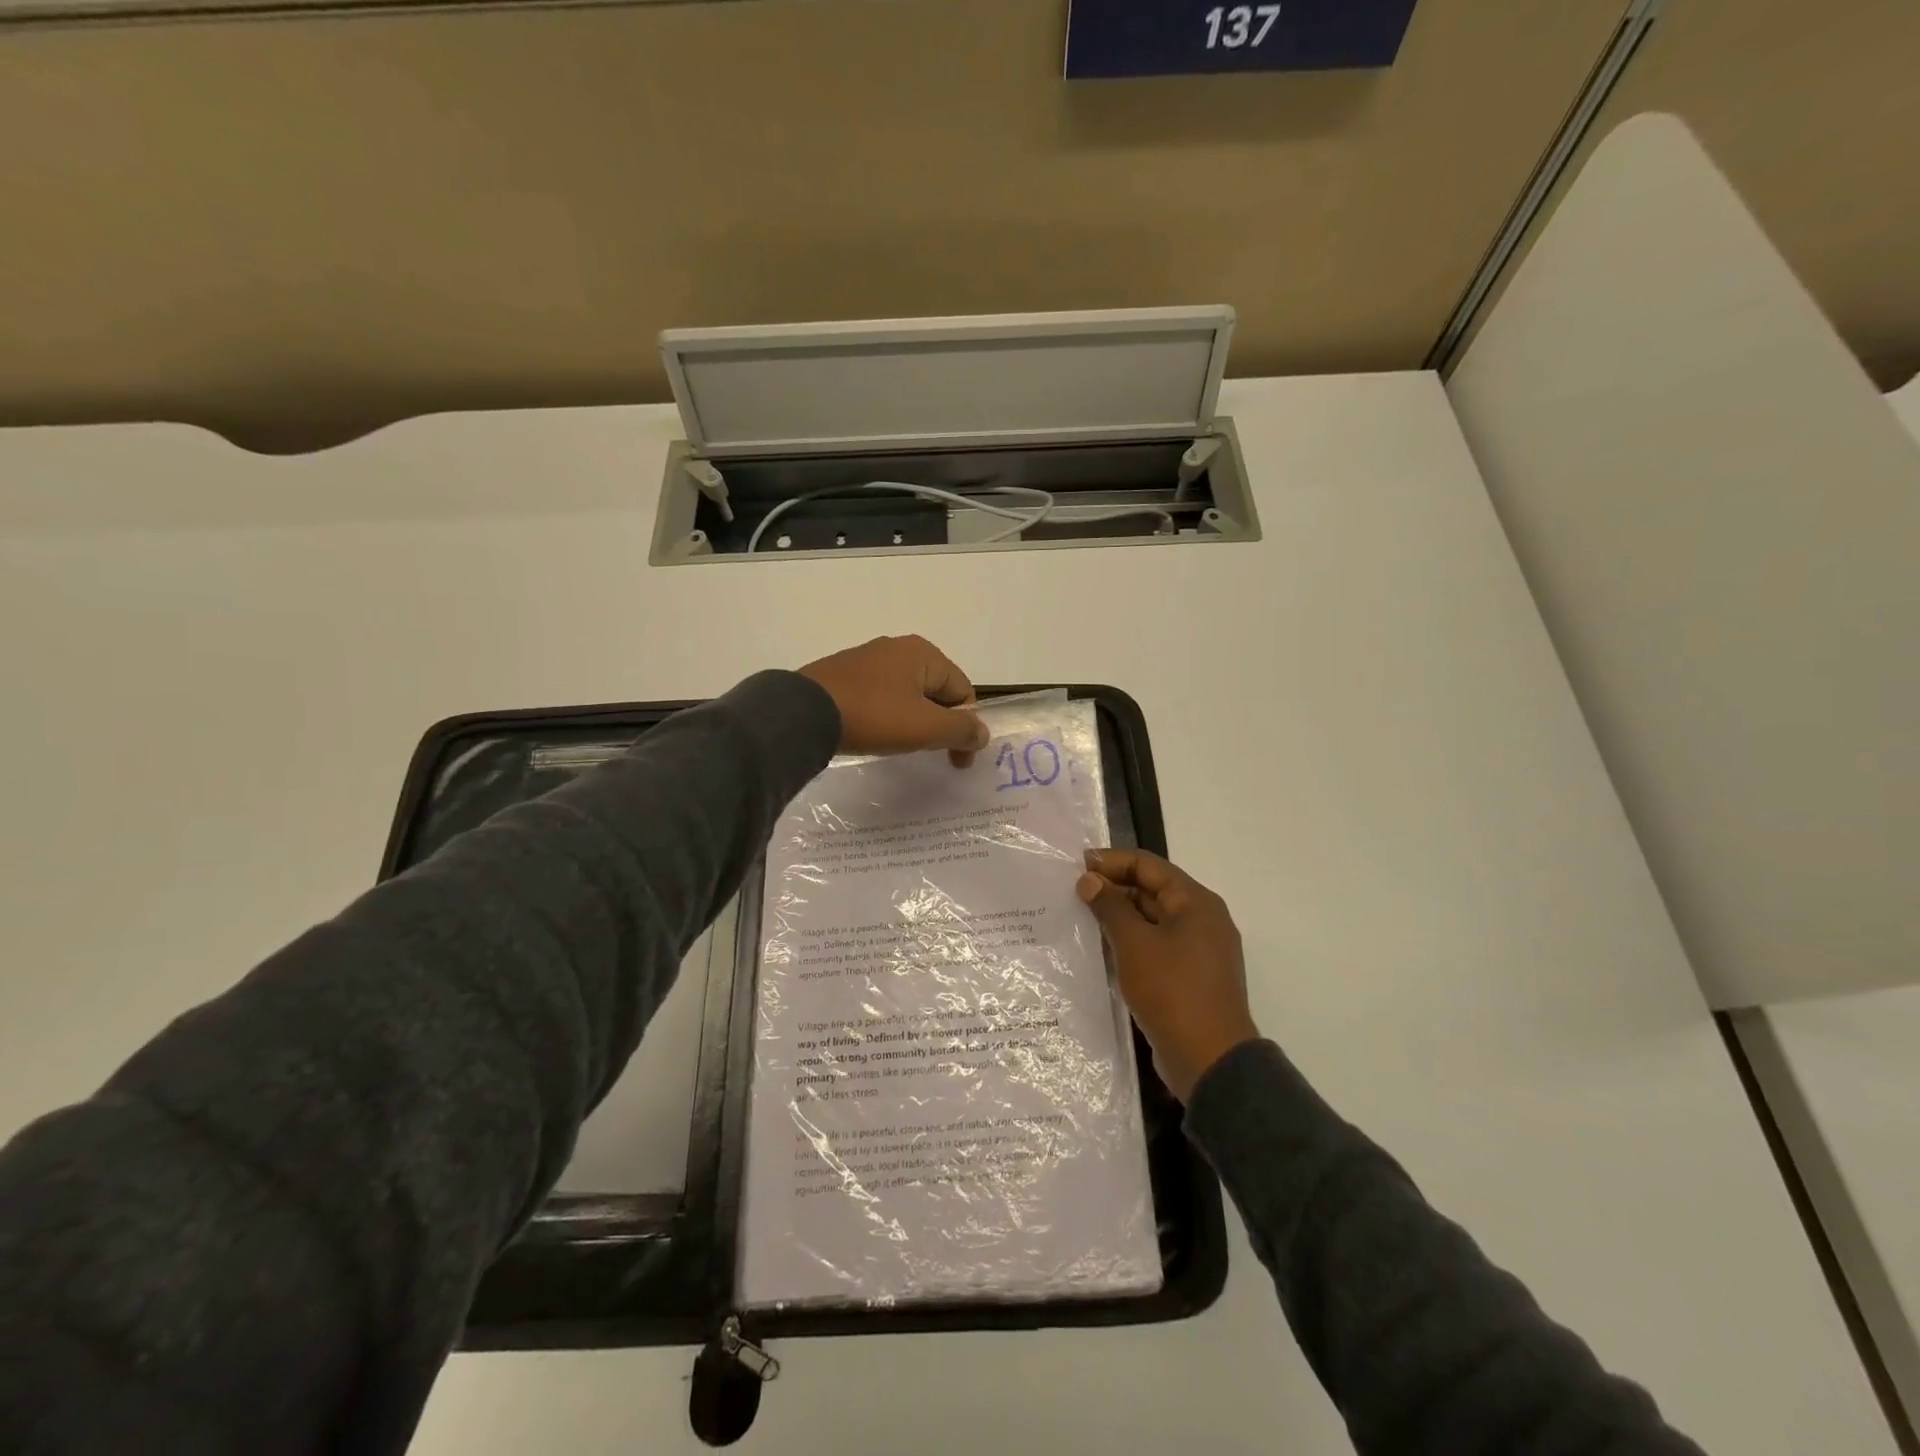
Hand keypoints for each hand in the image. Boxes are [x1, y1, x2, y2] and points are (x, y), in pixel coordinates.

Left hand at [798, 635, 989, 765]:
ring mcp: (868, 659)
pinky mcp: (844, 675)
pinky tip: (876, 734)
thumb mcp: (926, 727)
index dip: (966, 728)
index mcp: (923, 652)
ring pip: (908, 695)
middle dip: (940, 724)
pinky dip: (888, 717)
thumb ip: (962, 730)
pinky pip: (881, 697)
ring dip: (914, 722)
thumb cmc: (875, 716)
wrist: (804, 714)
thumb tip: (982, 734)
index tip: (956, 761)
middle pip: (936, 691)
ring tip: (902, 746)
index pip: (963, 692)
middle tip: (930, 753)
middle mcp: (898, 648)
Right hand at [1076, 848, 1259, 1102]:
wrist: (1209, 1061)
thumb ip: (1110, 906)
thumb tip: (1089, 880)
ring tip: (1078, 919)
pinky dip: (1129, 943)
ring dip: (1118, 918)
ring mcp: (1197, 951)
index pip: (1148, 865)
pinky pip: (1154, 947)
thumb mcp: (1134, 943)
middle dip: (1112, 889)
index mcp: (1195, 902)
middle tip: (1071, 894)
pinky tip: (1100, 950)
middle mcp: (1201, 920)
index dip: (1111, 861)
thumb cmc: (1172, 991)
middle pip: (1151, 891)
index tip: (1075, 866)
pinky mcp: (1188, 977)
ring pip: (1151, 921)